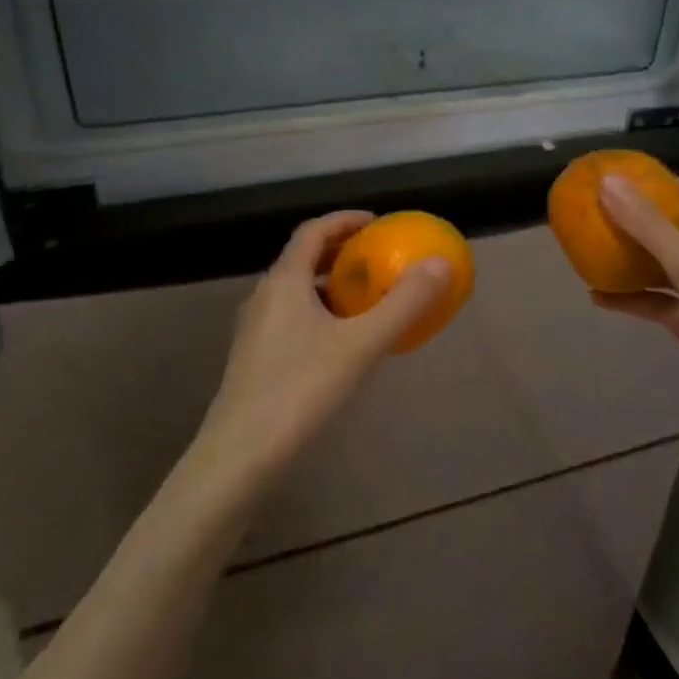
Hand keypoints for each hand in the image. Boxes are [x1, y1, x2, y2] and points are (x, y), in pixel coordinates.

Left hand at [186, 212, 451, 504]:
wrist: (239, 458)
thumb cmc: (301, 391)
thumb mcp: (361, 346)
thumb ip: (403, 304)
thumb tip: (439, 264)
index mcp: (284, 282)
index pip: (313, 231)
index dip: (345, 220)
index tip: (378, 223)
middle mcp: (264, 297)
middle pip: (303, 259)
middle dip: (341, 253)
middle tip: (378, 259)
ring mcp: (254, 330)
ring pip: (296, 292)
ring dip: (330, 286)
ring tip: (366, 300)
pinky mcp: (254, 360)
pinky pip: (292, 319)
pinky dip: (320, 314)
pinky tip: (342, 344)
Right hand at [592, 178, 678, 470]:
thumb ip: (650, 227)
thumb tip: (609, 182)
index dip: (674, 186)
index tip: (632, 183)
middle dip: (644, 223)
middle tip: (603, 215)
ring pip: (668, 270)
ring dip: (634, 262)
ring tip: (592, 252)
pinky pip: (661, 304)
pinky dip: (634, 299)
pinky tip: (599, 298)